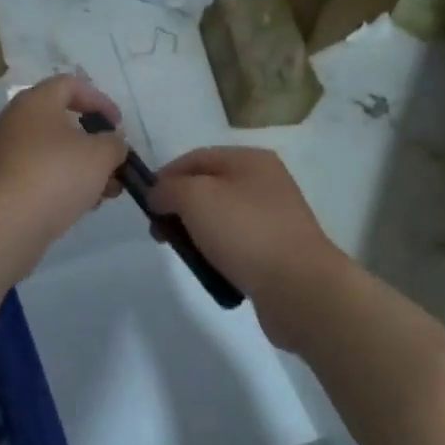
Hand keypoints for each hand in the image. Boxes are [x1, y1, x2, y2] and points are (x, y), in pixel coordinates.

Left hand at [0, 75, 127, 262]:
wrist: (4, 224)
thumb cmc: (56, 175)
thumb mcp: (101, 155)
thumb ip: (114, 143)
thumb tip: (111, 143)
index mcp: (34, 102)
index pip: (70, 85)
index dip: (100, 100)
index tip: (118, 126)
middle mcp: (12, 121)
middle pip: (59, 122)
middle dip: (92, 143)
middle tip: (114, 164)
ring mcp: (1, 154)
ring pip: (49, 153)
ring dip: (80, 168)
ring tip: (105, 192)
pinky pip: (36, 175)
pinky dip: (60, 184)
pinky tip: (79, 205)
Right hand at [147, 147, 345, 349]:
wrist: (298, 286)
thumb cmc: (244, 232)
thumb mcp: (195, 197)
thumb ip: (169, 189)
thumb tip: (160, 195)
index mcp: (250, 160)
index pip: (195, 158)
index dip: (165, 177)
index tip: (146, 206)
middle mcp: (265, 182)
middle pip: (208, 187)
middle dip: (178, 207)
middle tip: (161, 234)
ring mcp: (274, 217)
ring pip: (220, 217)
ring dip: (196, 232)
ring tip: (185, 254)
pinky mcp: (277, 249)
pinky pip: (236, 244)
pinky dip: (218, 252)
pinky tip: (211, 268)